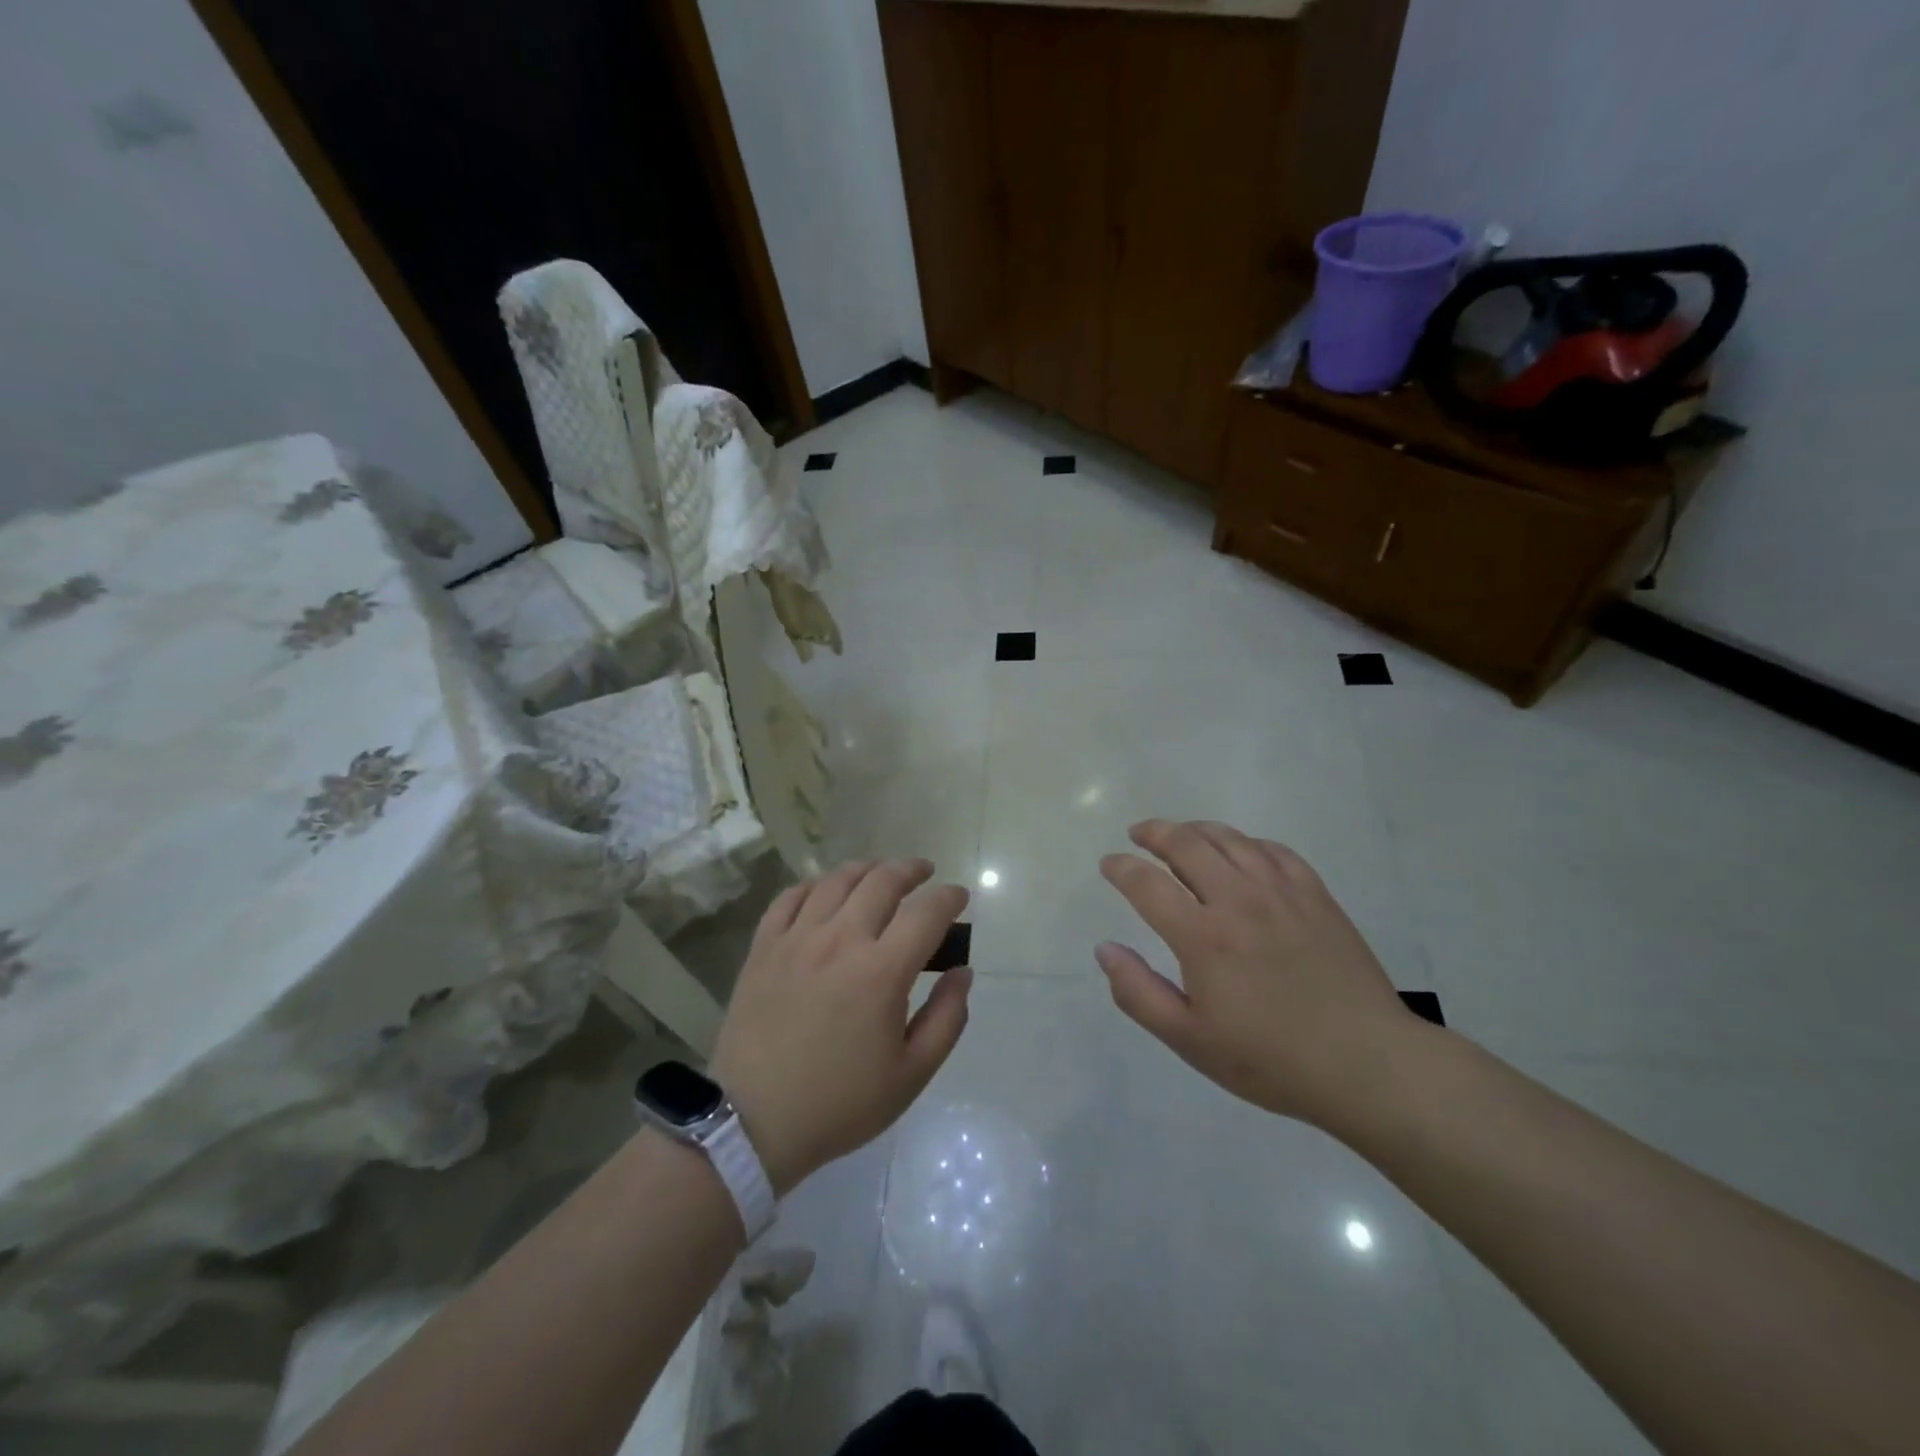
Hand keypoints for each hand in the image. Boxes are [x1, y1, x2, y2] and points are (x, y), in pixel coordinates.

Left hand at [711, 860, 972, 1195]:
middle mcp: (840, 940)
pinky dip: (816, 884)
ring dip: (867, 869)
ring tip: (880, 874)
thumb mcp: (911, 1075)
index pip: (926, 912)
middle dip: (912, 870)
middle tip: (925, 874)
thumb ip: (947, 1018)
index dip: (949, 897)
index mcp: (881, 972)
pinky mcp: (764, 947)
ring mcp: (797, 938)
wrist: (753, 1122)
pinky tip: (826, 891)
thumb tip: (963, 972)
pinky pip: (791, 897)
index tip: (959, 898)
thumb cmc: (840, 1103)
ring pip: (837, 880)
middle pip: (882, 881)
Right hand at [1096, 819, 1418, 1129]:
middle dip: (1155, 833)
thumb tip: (1105, 949)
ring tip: (1181, 833)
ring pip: (1230, 839)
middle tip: (1138, 834)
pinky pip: (1274, 851)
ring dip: (1196, 829)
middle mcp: (1238, 900)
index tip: (1109, 864)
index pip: (1147, 884)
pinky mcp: (1316, 896)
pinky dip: (1247, 842)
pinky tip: (1241, 851)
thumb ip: (1138, 993)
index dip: (1121, 868)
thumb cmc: (1270, 1060)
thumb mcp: (1189, 1040)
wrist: (1367, 1065)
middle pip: (1187, 845)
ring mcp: (1281, 893)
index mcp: (1202, 936)